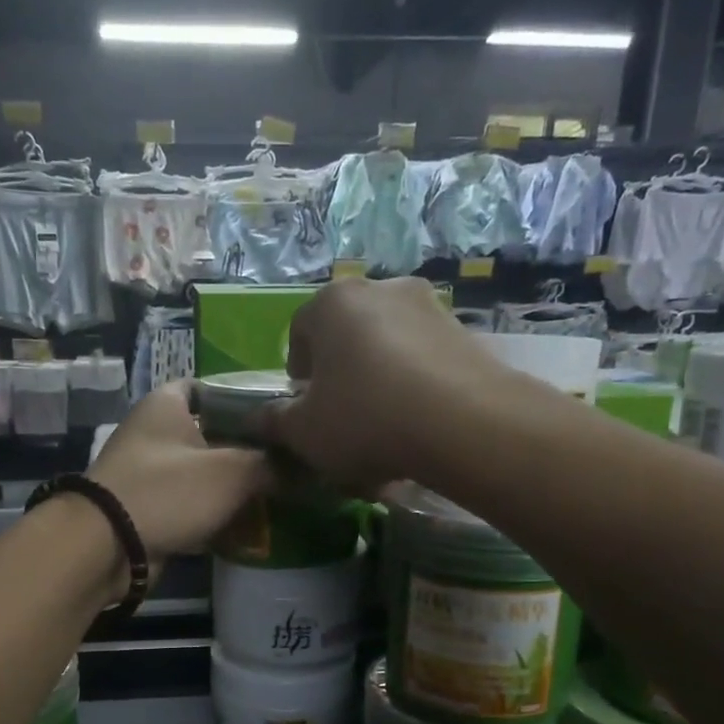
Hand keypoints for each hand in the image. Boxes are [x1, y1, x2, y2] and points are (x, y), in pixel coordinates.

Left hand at [88, 382, 271, 557]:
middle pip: (213, 434)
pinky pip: (191, 506)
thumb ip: (272, 466)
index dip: (247, 399)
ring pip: (204, 473)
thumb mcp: (232, 472)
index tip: (280, 418)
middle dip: (248, 450)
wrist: (108, 546)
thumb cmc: (169, 491)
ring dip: (235, 487)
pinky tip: (249, 526)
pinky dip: (216, 514)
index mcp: (167, 404)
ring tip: (278, 496)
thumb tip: (307, 470)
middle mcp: (155, 432)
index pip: (213, 387)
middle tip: (289, 463)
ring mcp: (150, 473)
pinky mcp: (149, 510)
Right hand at [272, 277, 511, 488]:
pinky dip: (415, 391)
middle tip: (343, 422)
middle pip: (347, 339)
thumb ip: (275, 422)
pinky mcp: (466, 333)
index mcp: (332, 302)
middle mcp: (381, 289)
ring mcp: (429, 307)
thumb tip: (257, 418)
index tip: (305, 408)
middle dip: (341, 379)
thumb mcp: (304, 432)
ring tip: (385, 434)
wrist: (465, 424)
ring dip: (379, 386)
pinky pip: (424, 364)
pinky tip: (418, 431)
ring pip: (388, 352)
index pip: (299, 332)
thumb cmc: (365, 419)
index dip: (297, 375)